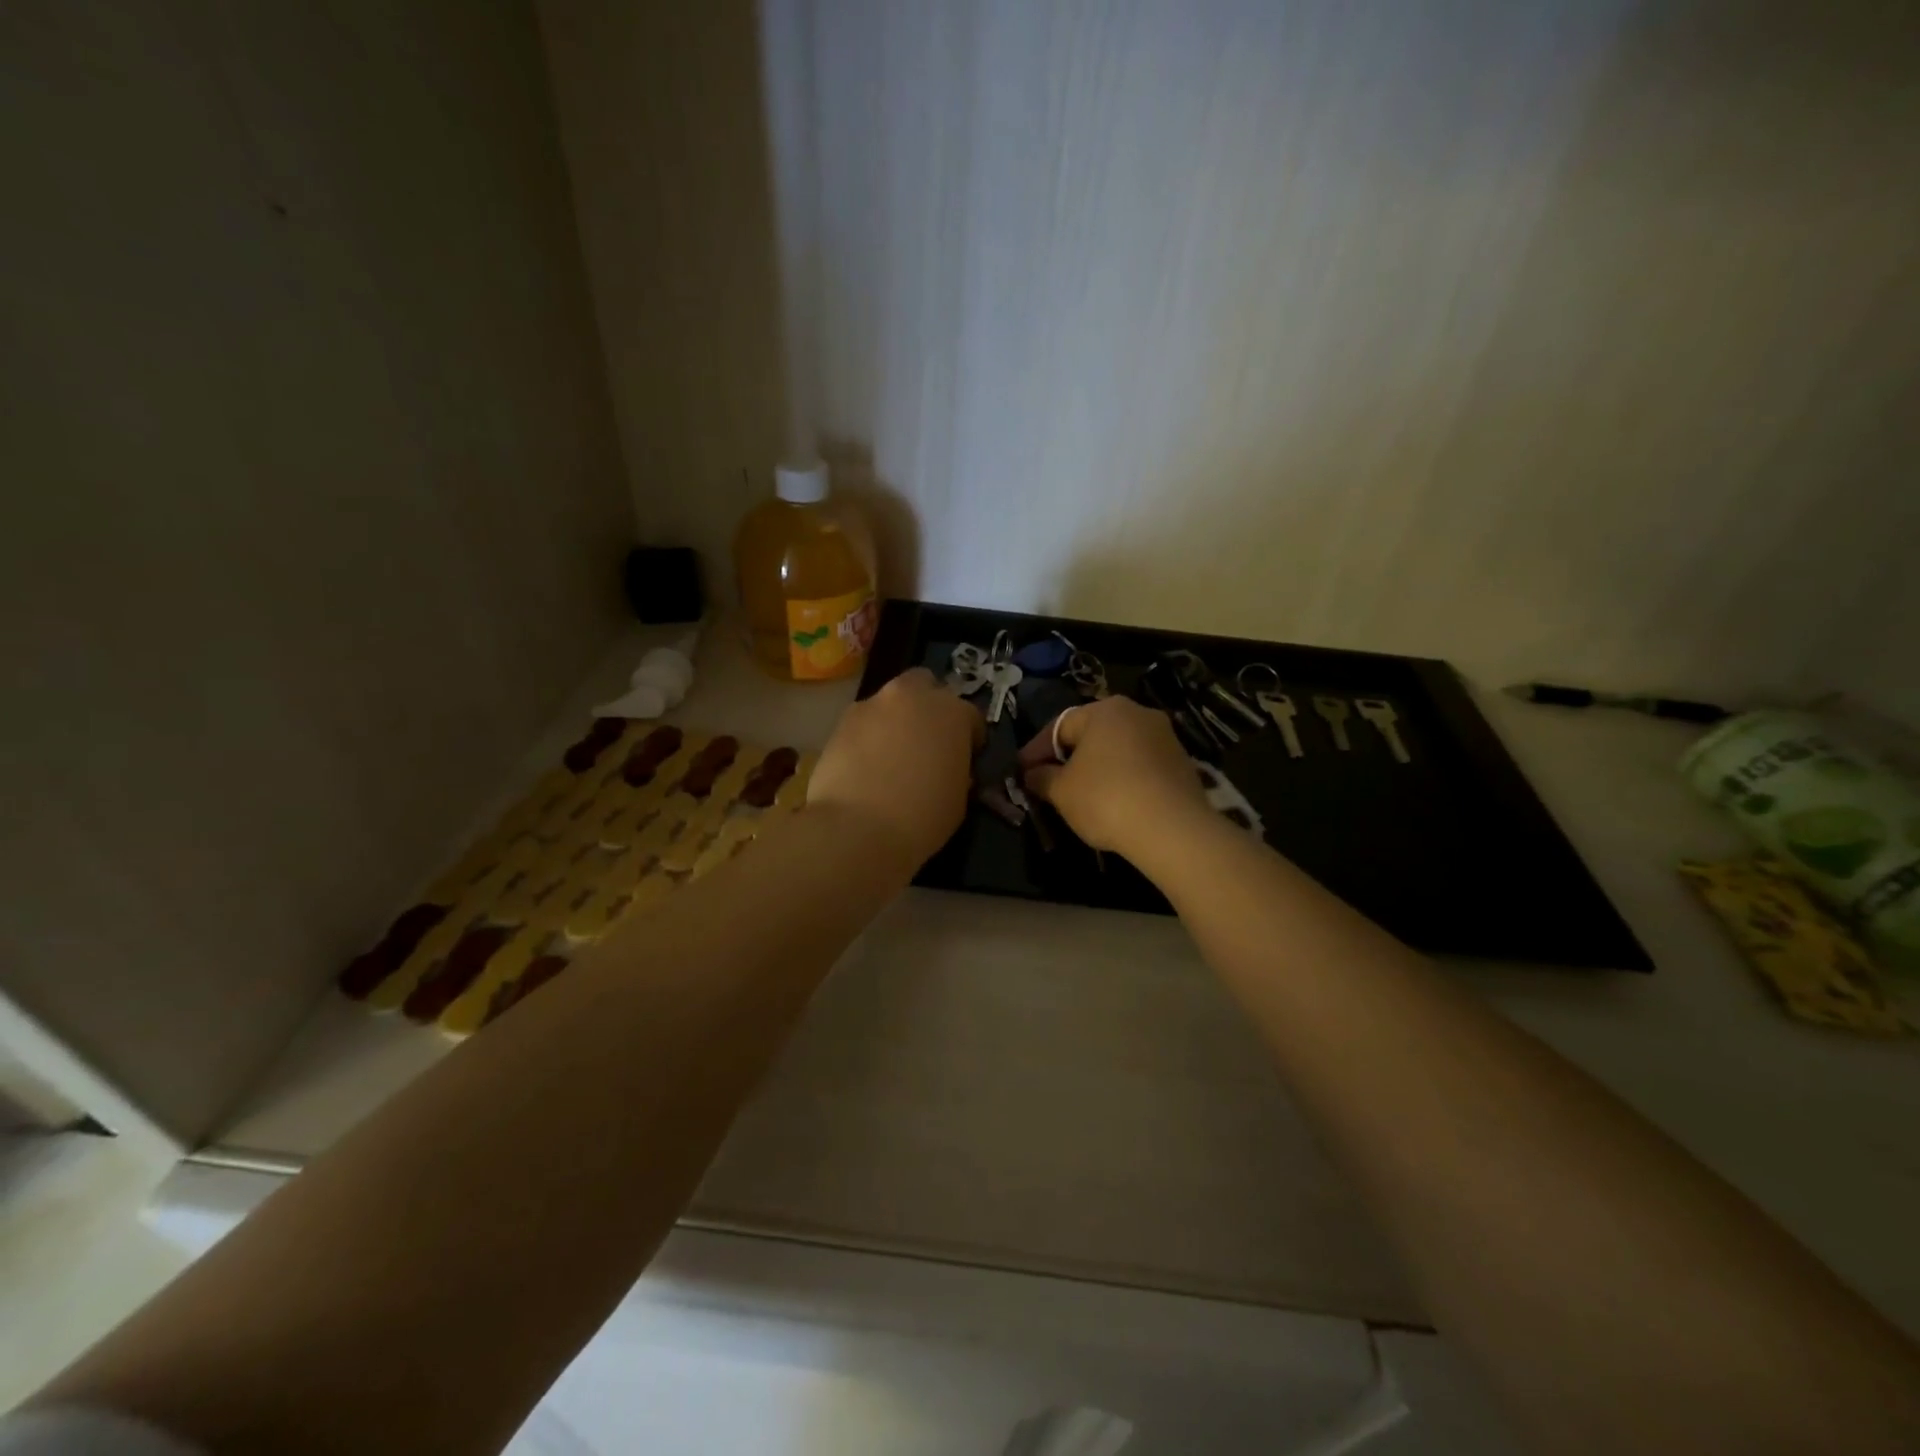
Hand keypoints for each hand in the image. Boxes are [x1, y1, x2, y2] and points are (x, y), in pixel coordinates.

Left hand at [808, 668, 982, 866]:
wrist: (856, 829)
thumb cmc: (921, 818)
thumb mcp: (958, 798)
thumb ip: (957, 770)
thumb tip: (948, 768)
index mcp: (951, 712)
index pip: (970, 715)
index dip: (970, 737)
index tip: (966, 757)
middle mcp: (911, 697)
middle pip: (925, 686)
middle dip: (928, 707)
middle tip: (927, 742)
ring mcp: (871, 705)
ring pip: (889, 703)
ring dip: (895, 721)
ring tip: (891, 757)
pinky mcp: (839, 723)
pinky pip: (863, 723)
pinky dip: (868, 737)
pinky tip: (866, 767)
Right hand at [1019, 696, 1213, 855]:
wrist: (1173, 829)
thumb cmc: (1106, 799)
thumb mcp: (1061, 791)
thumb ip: (1042, 777)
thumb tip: (1032, 773)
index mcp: (1105, 710)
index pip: (1059, 727)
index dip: (1036, 751)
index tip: (1021, 772)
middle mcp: (1137, 713)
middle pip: (1091, 734)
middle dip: (1068, 757)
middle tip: (1049, 782)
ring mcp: (1164, 737)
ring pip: (1118, 750)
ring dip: (1097, 768)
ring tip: (1080, 796)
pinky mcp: (1182, 763)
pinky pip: (1140, 766)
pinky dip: (1122, 779)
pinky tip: (1114, 803)